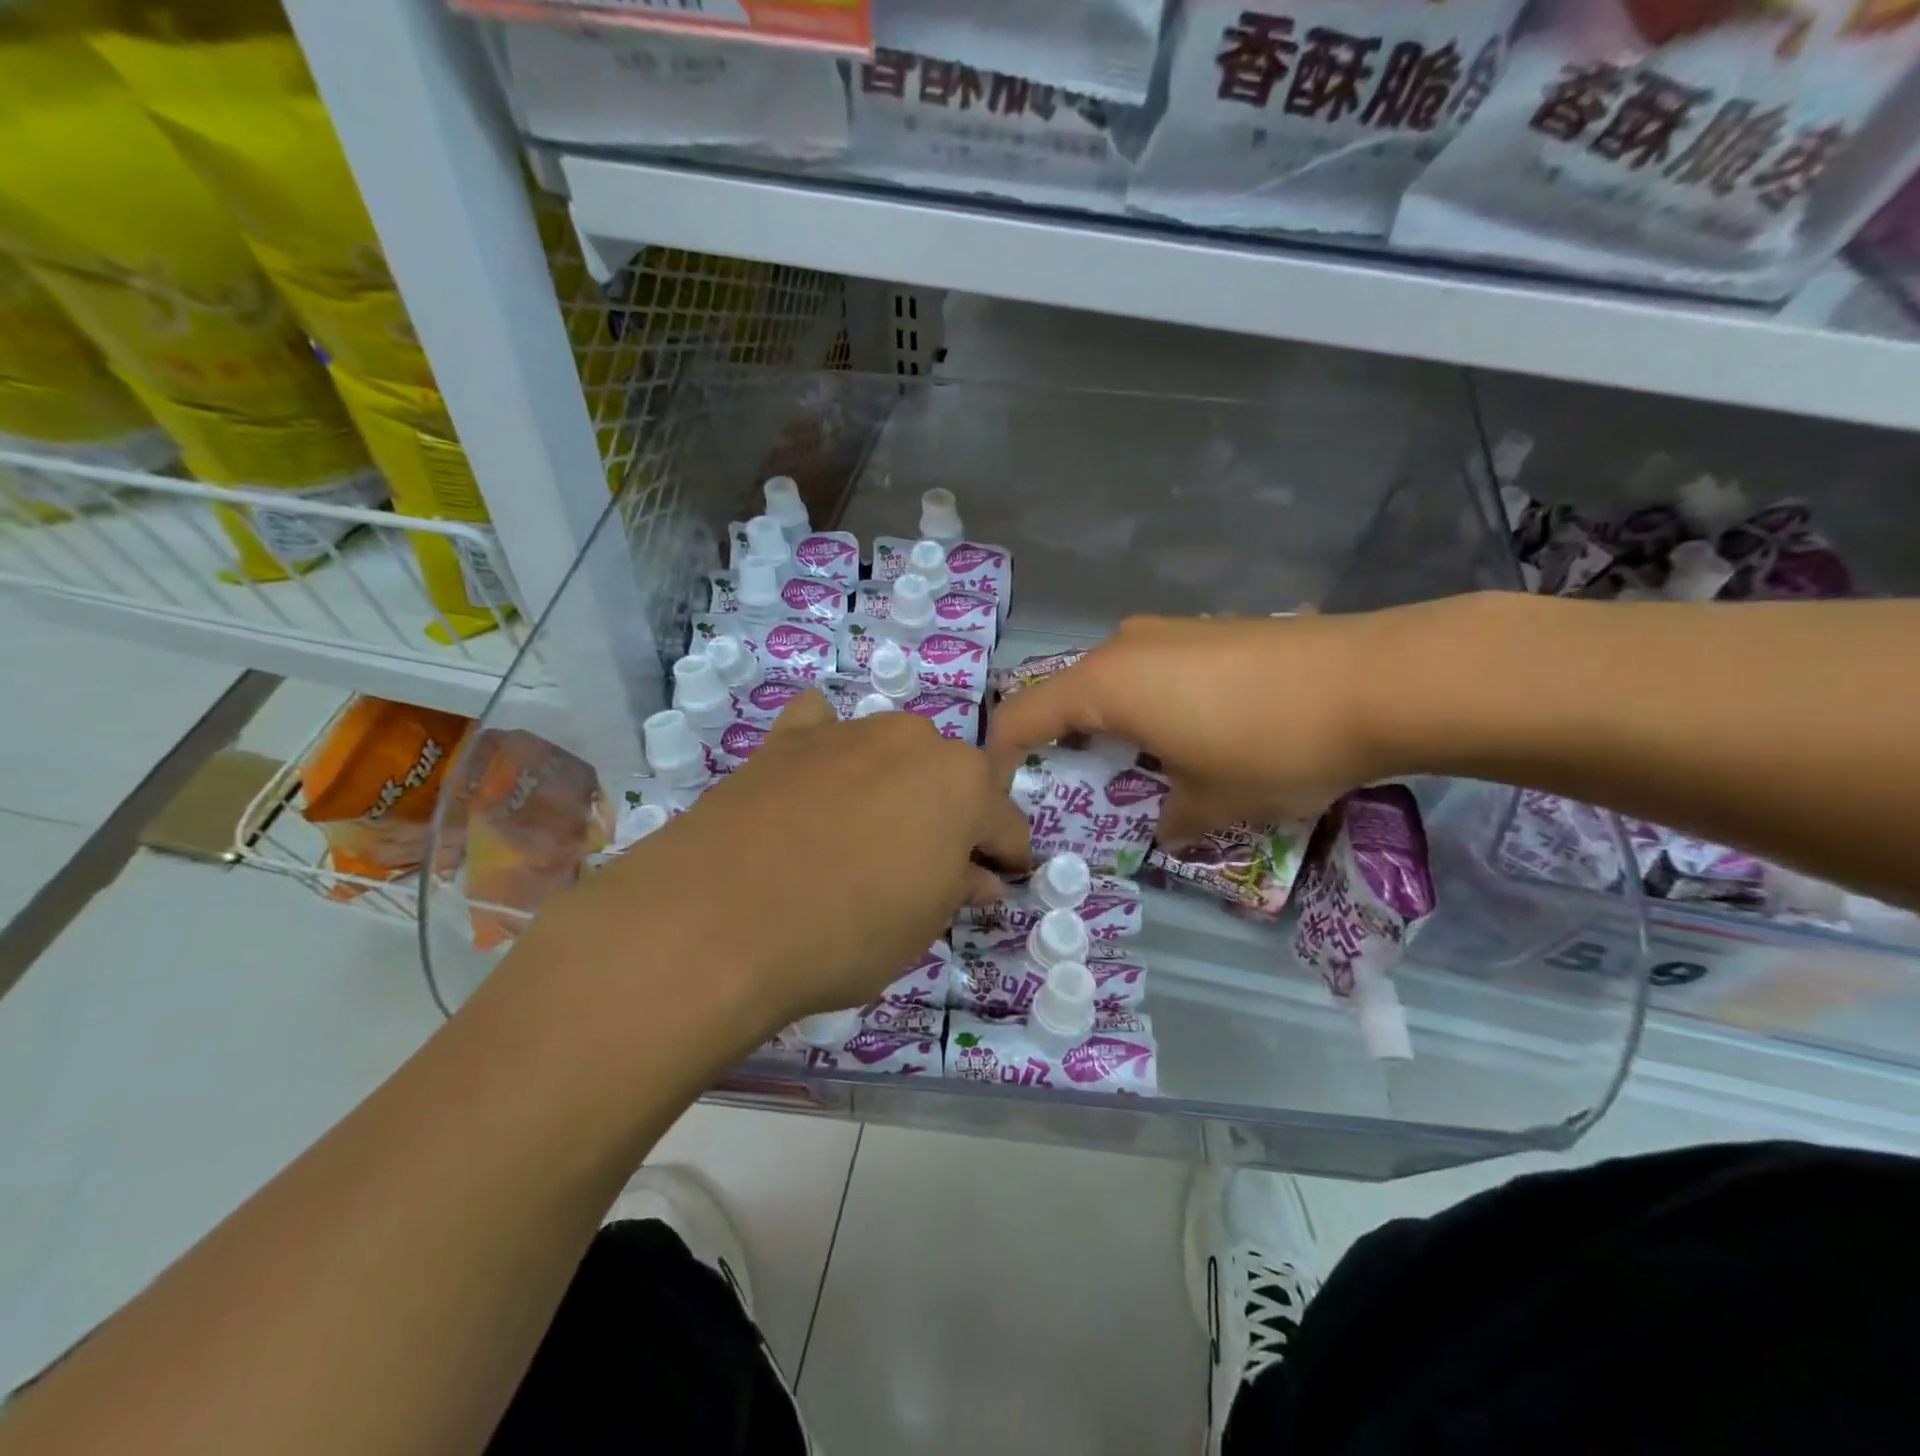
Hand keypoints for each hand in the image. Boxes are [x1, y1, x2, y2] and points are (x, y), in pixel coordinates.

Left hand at [552, 692, 1030, 1040]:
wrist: (718, 919)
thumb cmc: (846, 932)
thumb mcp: (922, 925)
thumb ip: (958, 888)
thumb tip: (980, 877)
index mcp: (963, 783)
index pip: (1005, 822)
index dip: (1007, 856)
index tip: (1001, 880)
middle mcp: (913, 740)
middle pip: (950, 779)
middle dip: (952, 818)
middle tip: (930, 865)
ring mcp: (846, 732)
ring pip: (893, 754)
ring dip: (897, 785)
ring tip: (869, 830)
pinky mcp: (787, 740)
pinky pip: (822, 730)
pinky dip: (830, 748)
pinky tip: (816, 775)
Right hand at [986, 614, 1399, 842]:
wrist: (1379, 681)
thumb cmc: (1270, 746)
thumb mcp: (1212, 803)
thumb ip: (1170, 820)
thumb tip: (1165, 826)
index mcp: (1105, 685)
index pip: (1024, 715)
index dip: (1003, 753)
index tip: (1002, 786)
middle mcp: (1126, 645)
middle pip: (1068, 694)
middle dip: (1064, 741)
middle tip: (1081, 786)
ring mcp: (1172, 629)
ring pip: (1115, 679)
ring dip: (1113, 721)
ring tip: (1143, 762)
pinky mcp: (1213, 627)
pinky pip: (1157, 667)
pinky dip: (1152, 701)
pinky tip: (1195, 729)